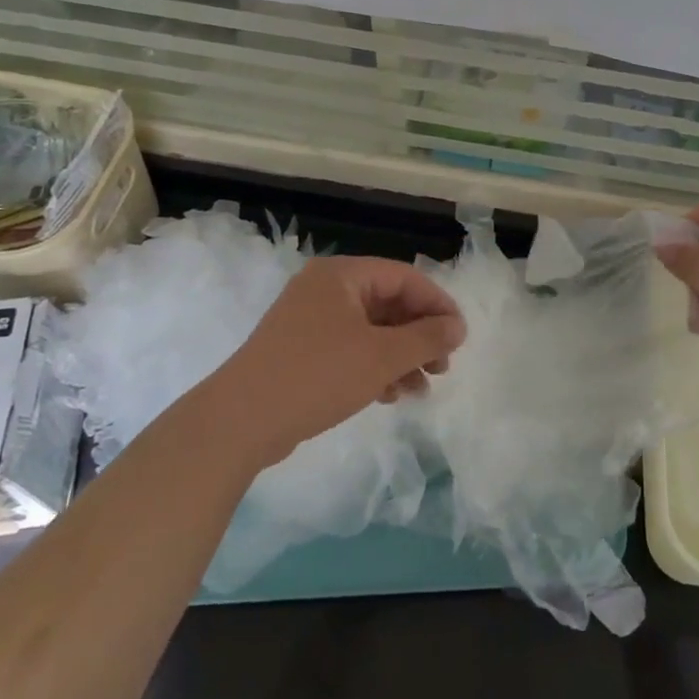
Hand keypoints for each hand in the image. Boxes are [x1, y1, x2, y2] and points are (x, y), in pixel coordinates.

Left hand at [212, 256, 465, 467]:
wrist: (238, 423)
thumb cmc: (317, 376)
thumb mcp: (382, 356)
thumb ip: (426, 338)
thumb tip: (458, 327)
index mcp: (342, 275)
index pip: (405, 277)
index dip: (438, 305)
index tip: (460, 337)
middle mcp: (325, 289)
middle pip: (389, 303)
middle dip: (420, 336)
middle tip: (443, 367)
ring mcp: (309, 320)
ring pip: (371, 330)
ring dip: (401, 356)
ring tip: (421, 388)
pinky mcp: (301, 351)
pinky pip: (350, 348)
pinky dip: (375, 366)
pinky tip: (391, 394)